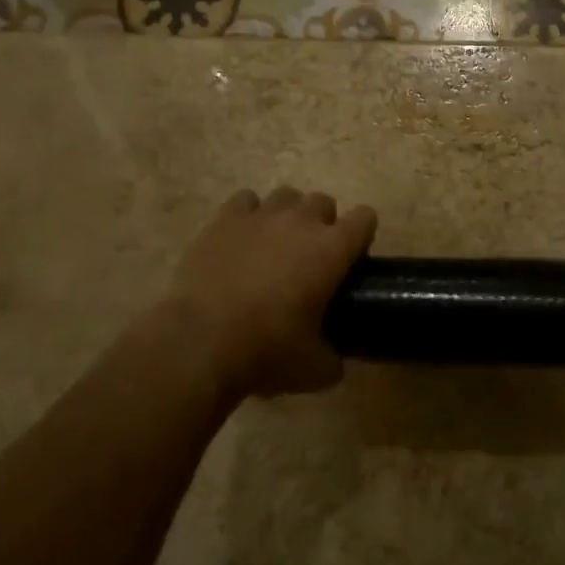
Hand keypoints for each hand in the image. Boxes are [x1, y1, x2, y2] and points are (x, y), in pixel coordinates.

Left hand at [143, 186, 376, 401]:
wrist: (200, 341)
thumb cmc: (267, 350)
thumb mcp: (314, 369)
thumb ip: (333, 359)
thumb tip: (334, 362)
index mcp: (333, 249)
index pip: (365, 218)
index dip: (362, 235)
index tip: (353, 258)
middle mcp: (302, 221)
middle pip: (324, 201)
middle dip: (323, 224)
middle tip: (311, 257)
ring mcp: (261, 216)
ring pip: (286, 195)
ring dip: (288, 214)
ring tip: (275, 244)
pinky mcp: (224, 220)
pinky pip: (245, 200)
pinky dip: (248, 215)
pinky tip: (242, 238)